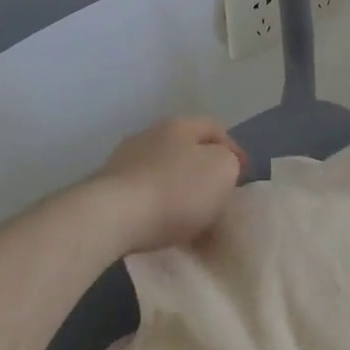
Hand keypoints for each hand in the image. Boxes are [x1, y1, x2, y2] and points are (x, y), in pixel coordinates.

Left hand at [93, 117, 245, 254]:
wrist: (110, 217)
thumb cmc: (176, 190)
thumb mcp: (223, 170)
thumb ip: (229, 163)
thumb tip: (219, 167)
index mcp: (180, 124)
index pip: (216, 128)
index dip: (234, 149)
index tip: (244, 176)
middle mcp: (150, 135)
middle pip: (186, 148)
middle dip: (204, 169)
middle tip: (218, 194)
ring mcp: (124, 161)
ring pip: (163, 171)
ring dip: (178, 189)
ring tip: (190, 216)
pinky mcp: (105, 189)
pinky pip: (143, 194)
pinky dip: (157, 206)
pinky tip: (162, 225)